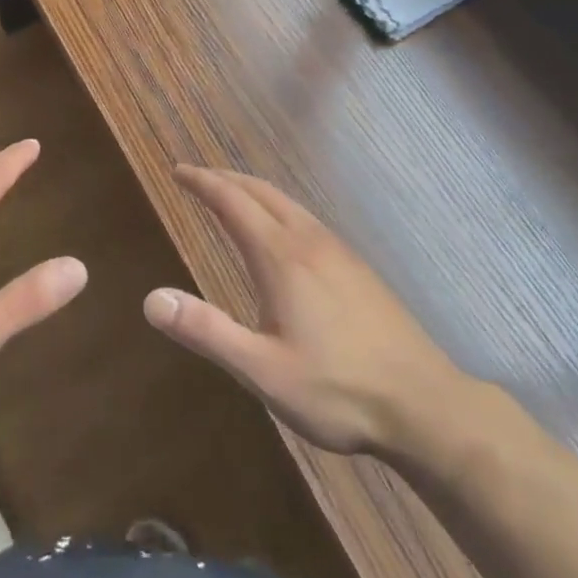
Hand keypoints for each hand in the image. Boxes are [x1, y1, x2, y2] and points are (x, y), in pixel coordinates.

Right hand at [144, 166, 468, 458]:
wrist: (426, 406)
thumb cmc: (337, 390)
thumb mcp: (262, 370)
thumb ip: (206, 331)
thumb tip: (151, 299)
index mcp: (280, 256)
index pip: (232, 201)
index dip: (202, 182)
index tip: (178, 171)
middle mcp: (308, 240)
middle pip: (260, 191)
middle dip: (224, 178)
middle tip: (196, 177)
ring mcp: (338, 251)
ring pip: (287, 202)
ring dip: (252, 190)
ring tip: (231, 196)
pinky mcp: (358, 267)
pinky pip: (306, 218)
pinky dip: (277, 207)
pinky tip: (282, 233)